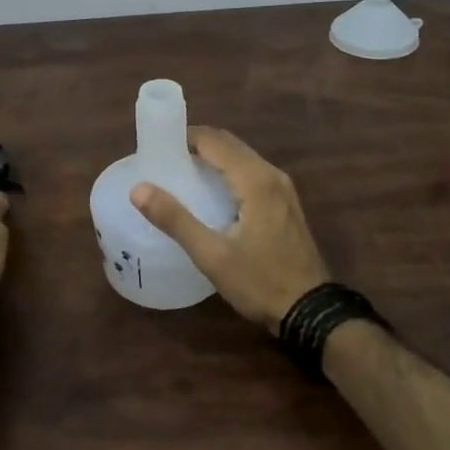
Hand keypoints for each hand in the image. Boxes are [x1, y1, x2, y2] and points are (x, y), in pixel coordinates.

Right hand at [129, 126, 329, 333]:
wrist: (310, 312)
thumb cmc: (260, 282)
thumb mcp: (212, 255)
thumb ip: (175, 220)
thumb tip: (139, 189)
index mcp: (256, 180)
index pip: (215, 141)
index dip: (184, 137)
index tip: (156, 147)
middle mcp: (272, 175)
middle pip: (230, 144)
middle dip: (196, 145)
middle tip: (163, 159)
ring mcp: (282, 189)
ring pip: (242, 158)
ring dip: (212, 157)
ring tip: (180, 172)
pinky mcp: (284, 203)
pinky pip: (251, 173)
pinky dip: (227, 171)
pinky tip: (209, 192)